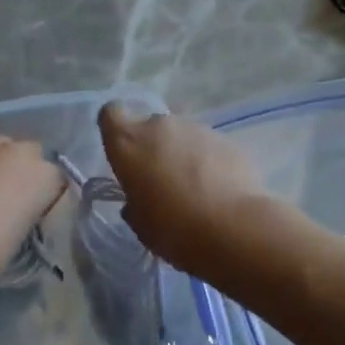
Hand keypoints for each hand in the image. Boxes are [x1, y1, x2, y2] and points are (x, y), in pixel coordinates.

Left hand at [0, 135, 64, 289]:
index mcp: (45, 174)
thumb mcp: (25, 235)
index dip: (43, 195)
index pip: (55, 178)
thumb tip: (19, 208)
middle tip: (4, 196)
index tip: (31, 212)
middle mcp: (19, 149)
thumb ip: (29, 210)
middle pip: (28, 154)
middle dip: (20, 171)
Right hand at [99, 103, 269, 279]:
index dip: (115, 128)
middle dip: (153, 147)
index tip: (122, 150)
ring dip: (182, 154)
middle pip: (150, 126)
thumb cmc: (172, 228)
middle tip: (161, 179)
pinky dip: (209, 162)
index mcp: (128, 141)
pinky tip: (219, 191)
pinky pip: (209, 147)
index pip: (110, 114)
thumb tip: (139, 200)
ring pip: (182, 136)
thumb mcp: (139, 222)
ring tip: (195, 189)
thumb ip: (134, 202)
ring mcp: (196, 128)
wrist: (233, 229)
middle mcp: (159, 126)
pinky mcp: (227, 139)